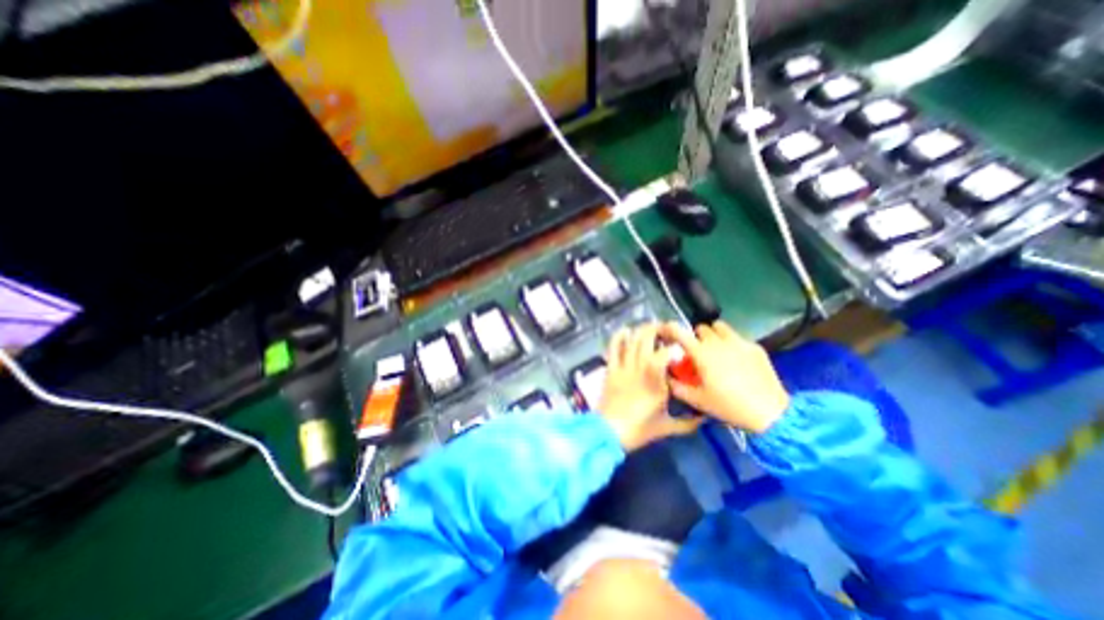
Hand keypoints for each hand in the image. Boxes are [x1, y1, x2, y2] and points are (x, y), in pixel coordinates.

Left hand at [602, 325, 702, 451]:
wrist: (609, 432)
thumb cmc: (639, 429)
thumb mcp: (666, 427)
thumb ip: (688, 423)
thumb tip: (705, 418)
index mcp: (656, 380)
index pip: (666, 353)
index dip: (674, 345)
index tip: (680, 347)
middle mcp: (640, 367)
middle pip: (646, 338)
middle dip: (657, 329)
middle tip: (665, 330)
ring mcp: (623, 366)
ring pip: (631, 339)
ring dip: (640, 330)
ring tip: (649, 328)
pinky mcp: (611, 368)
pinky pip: (613, 347)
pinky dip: (618, 336)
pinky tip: (625, 331)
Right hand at [658, 321, 787, 433]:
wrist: (770, 412)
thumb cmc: (728, 406)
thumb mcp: (697, 400)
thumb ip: (677, 386)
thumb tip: (667, 376)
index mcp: (701, 353)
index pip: (678, 331)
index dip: (669, 328)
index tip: (666, 332)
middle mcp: (718, 342)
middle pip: (700, 328)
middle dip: (696, 337)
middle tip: (698, 352)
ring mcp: (738, 342)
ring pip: (720, 327)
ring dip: (714, 334)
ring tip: (717, 350)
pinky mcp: (755, 346)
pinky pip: (738, 337)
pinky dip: (732, 344)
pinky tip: (738, 361)